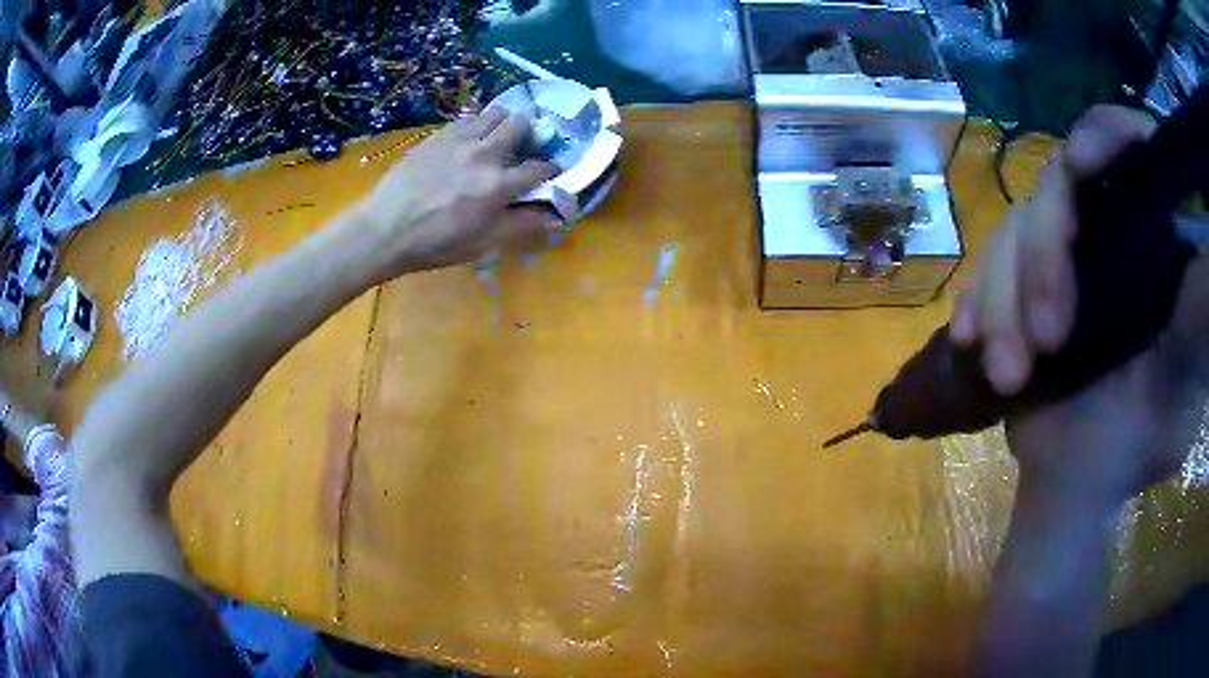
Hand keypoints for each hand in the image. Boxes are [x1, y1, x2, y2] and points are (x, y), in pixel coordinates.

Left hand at [358, 108, 558, 276]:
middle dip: (530, 134)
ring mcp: (459, 140)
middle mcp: (484, 154)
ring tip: (496, 140)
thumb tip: (555, 215)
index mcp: (498, 185)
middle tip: (523, 148)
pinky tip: (468, 143)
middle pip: (521, 124)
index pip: (540, 168)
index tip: (549, 174)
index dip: (551, 171)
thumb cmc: (435, 243)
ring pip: (495, 114)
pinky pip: (468, 119)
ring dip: (503, 124)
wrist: (385, 229)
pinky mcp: (439, 135)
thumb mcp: (483, 243)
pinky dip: (477, 126)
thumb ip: (521, 225)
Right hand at [950, 106, 1208, 510]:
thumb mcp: (1182, 382)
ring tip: (1009, 376)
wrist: (1078, 482)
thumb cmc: (1141, 440)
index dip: (1105, 135)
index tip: (1083, 167)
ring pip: (1016, 231)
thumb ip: (1199, 316)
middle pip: (1060, 189)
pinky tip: (972, 340)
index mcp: (1153, 241)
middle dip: (1044, 258)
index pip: (1132, 147)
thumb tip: (1207, 241)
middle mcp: (1106, 229)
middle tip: (1047, 340)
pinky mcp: (1022, 284)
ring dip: (1003, 301)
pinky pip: (988, 270)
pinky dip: (979, 301)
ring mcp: (1061, 255)